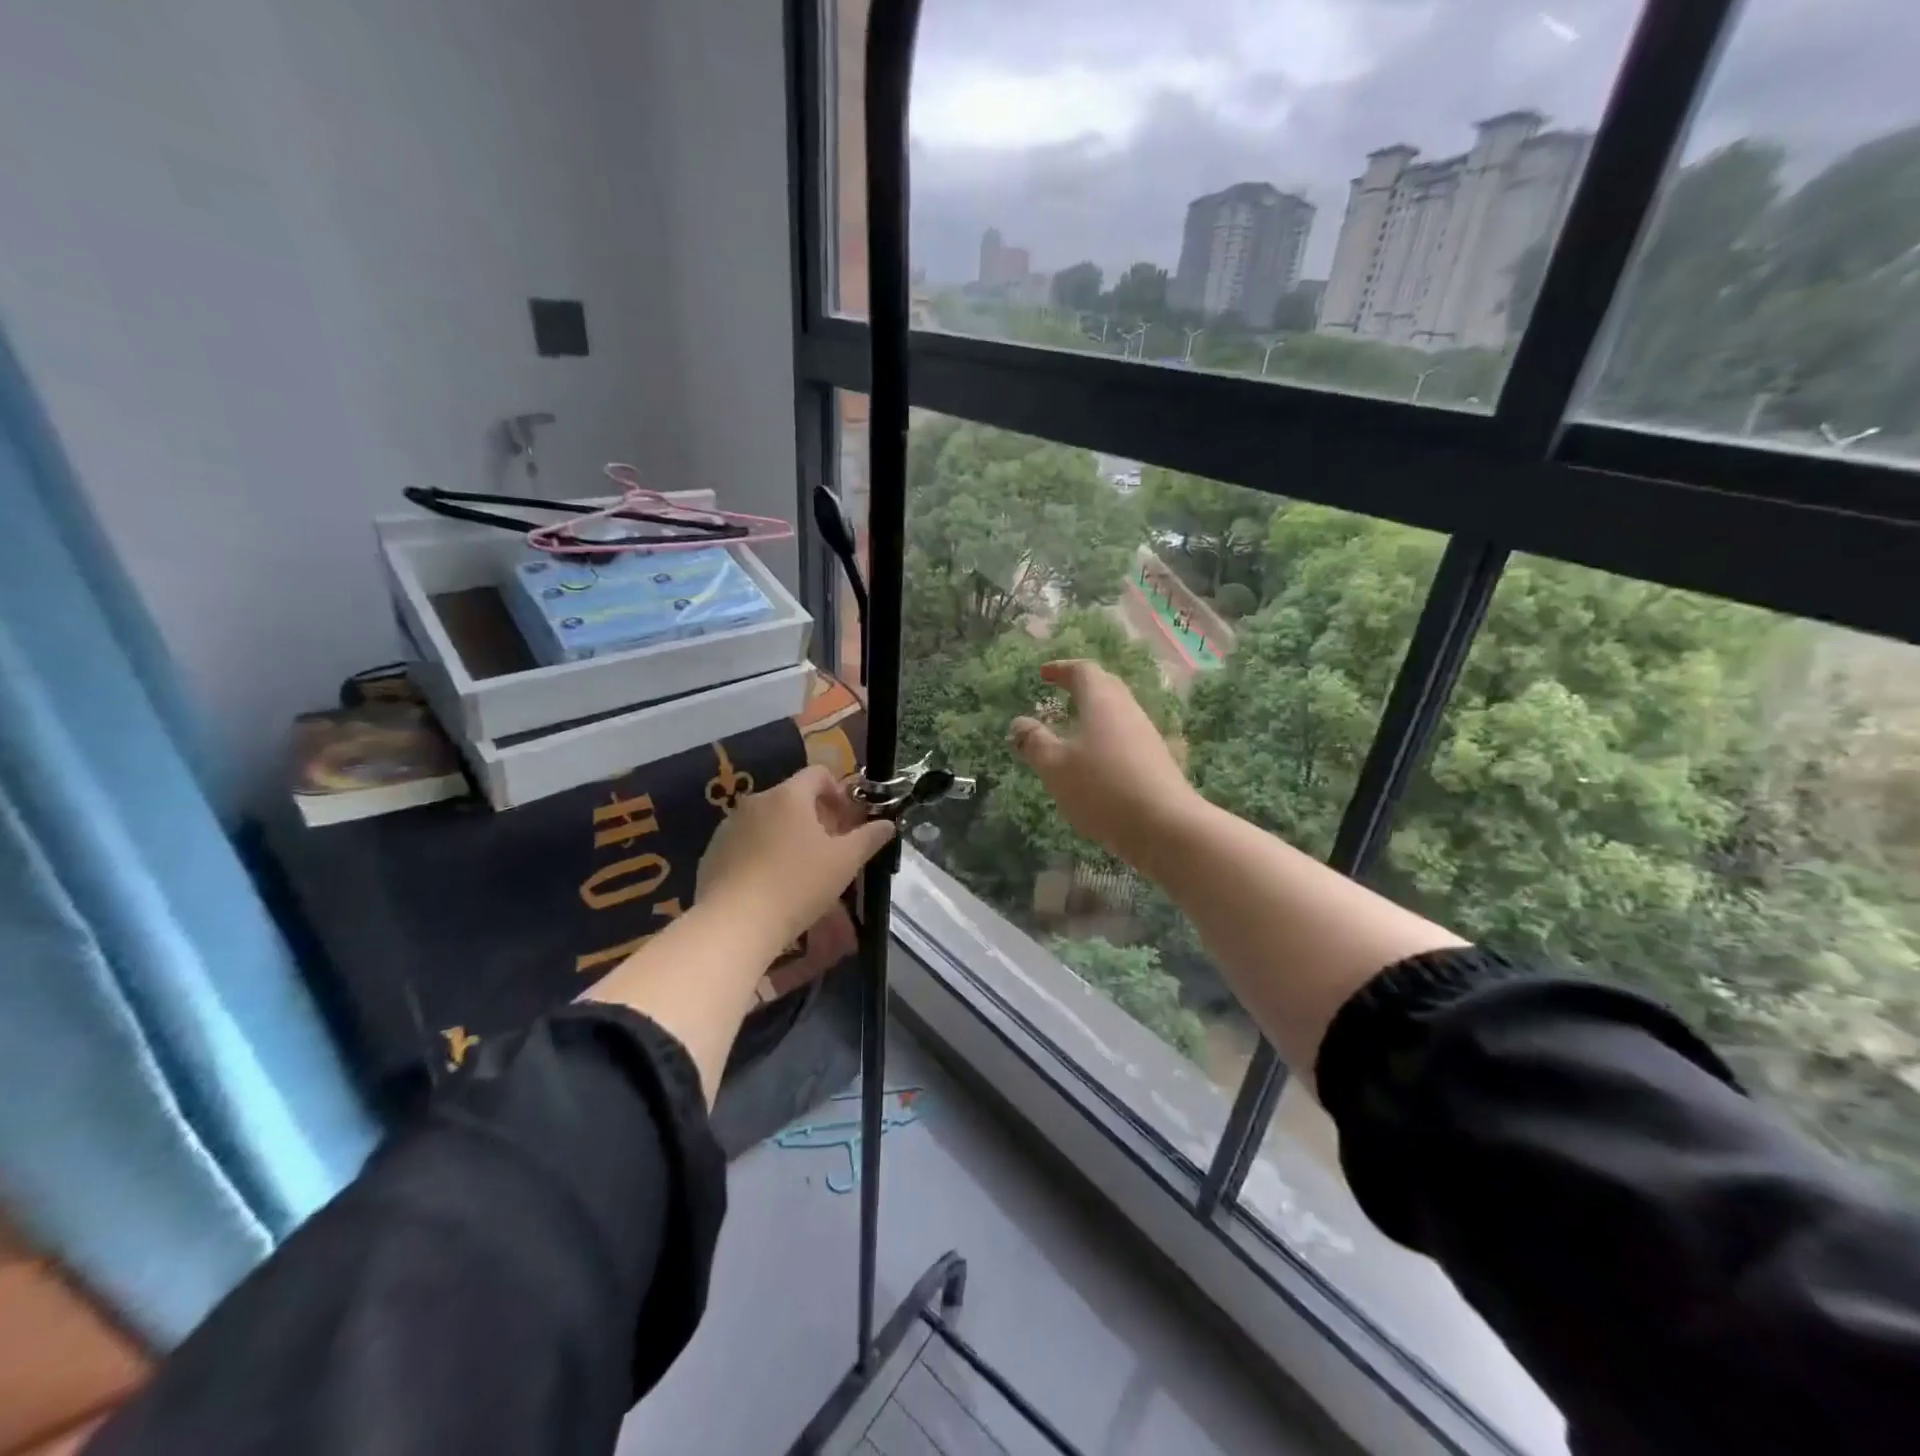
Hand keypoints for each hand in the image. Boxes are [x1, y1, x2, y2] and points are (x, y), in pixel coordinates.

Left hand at [697, 765, 894, 946]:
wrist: (734, 924)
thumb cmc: (797, 885)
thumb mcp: (844, 862)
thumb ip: (869, 838)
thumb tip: (887, 824)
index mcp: (788, 796)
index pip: (818, 774)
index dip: (839, 792)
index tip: (848, 822)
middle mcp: (755, 802)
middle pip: (792, 798)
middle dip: (815, 818)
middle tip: (831, 850)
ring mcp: (729, 827)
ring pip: (768, 821)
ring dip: (788, 836)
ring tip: (800, 871)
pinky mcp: (712, 853)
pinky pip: (745, 844)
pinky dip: (762, 854)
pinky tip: (770, 885)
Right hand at [1009, 660, 1201, 869]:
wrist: (1165, 826)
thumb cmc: (1101, 788)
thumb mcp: (1055, 767)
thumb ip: (1034, 742)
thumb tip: (1018, 723)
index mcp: (1102, 702)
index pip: (1083, 671)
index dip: (1061, 669)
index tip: (1044, 674)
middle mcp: (1128, 710)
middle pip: (1106, 687)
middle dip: (1082, 686)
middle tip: (1061, 692)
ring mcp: (1147, 736)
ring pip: (1118, 713)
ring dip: (1095, 713)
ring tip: (1074, 728)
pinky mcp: (1157, 761)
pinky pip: (1126, 737)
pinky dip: (1106, 738)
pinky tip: (1096, 760)